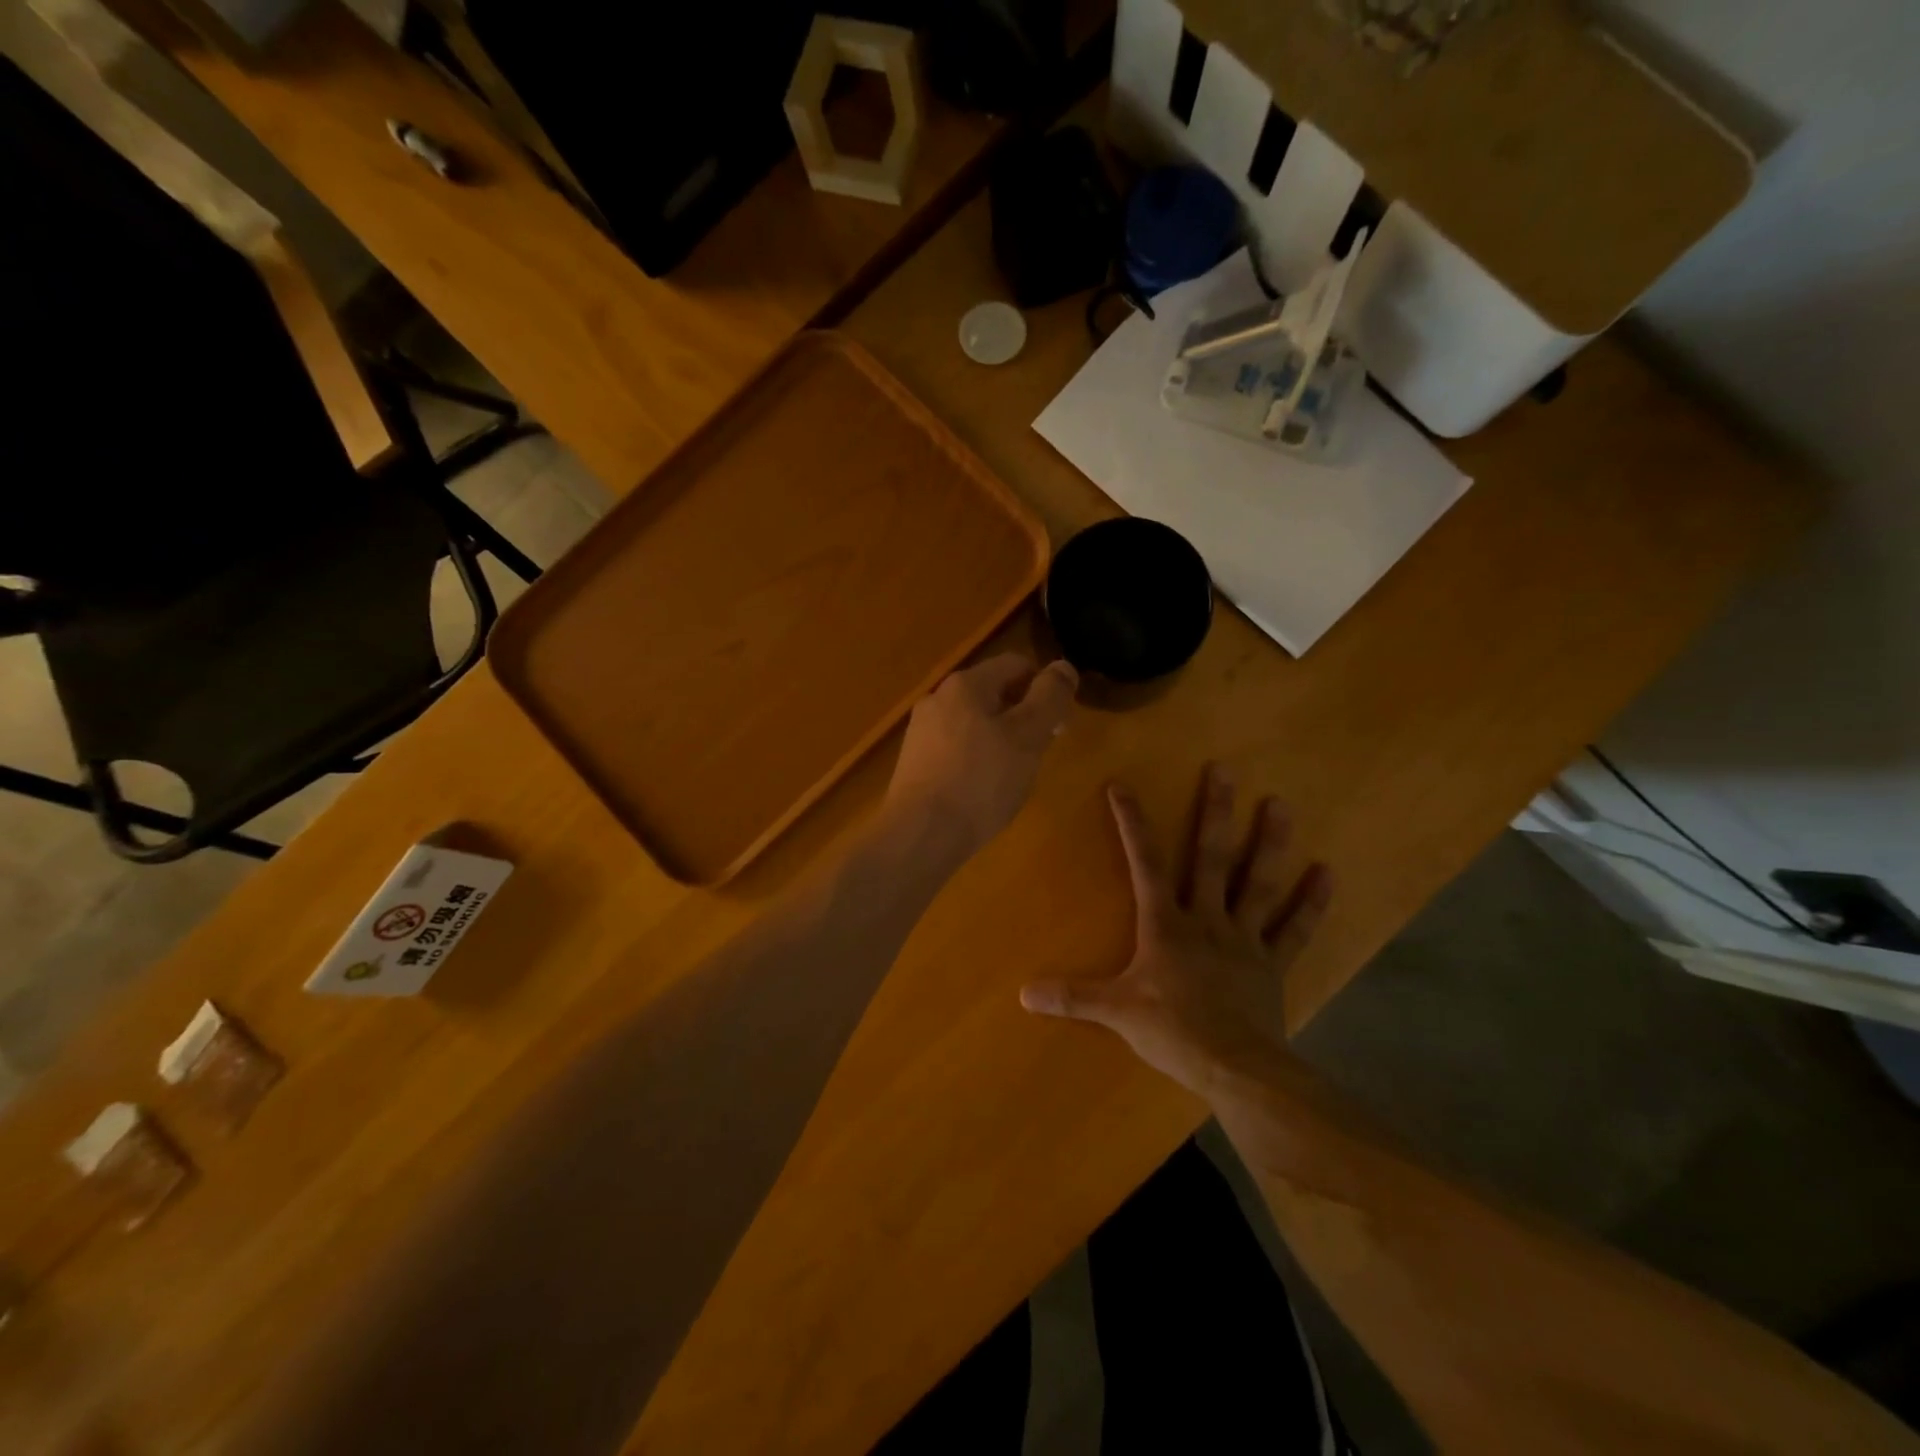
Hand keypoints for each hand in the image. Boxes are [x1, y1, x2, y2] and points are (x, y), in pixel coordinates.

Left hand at [884, 652, 1078, 858]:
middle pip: (993, 694)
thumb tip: (1063, 667)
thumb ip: (1050, 698)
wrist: (921, 834)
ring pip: (974, 724)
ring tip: (1013, 776)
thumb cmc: (981, 781)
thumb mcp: (1028, 736)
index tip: (1059, 723)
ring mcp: (921, 731)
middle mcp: (937, 699)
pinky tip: (983, 791)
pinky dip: (976, 761)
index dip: (1045, 687)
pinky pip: (956, 750)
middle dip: (1023, 718)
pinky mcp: (914, 763)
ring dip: (1001, 741)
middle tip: (1040, 753)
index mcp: (965, 684)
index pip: (1016, 665)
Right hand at [1020, 765, 1331, 1095]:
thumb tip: (1024, 994)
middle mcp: (1207, 920)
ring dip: (1270, 843)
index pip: (1145, 864)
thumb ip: (1073, 997)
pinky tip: (1328, 872)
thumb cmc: (1173, 1033)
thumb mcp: (1116, 1013)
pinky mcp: (1273, 963)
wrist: (1236, 1069)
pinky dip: (1312, 903)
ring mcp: (1245, 939)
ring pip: (1258, 883)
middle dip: (1216, 812)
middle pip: (1211, 858)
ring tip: (1282, 804)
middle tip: (1225, 769)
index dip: (1133, 824)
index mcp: (1166, 925)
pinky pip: (1295, 929)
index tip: (1123, 786)